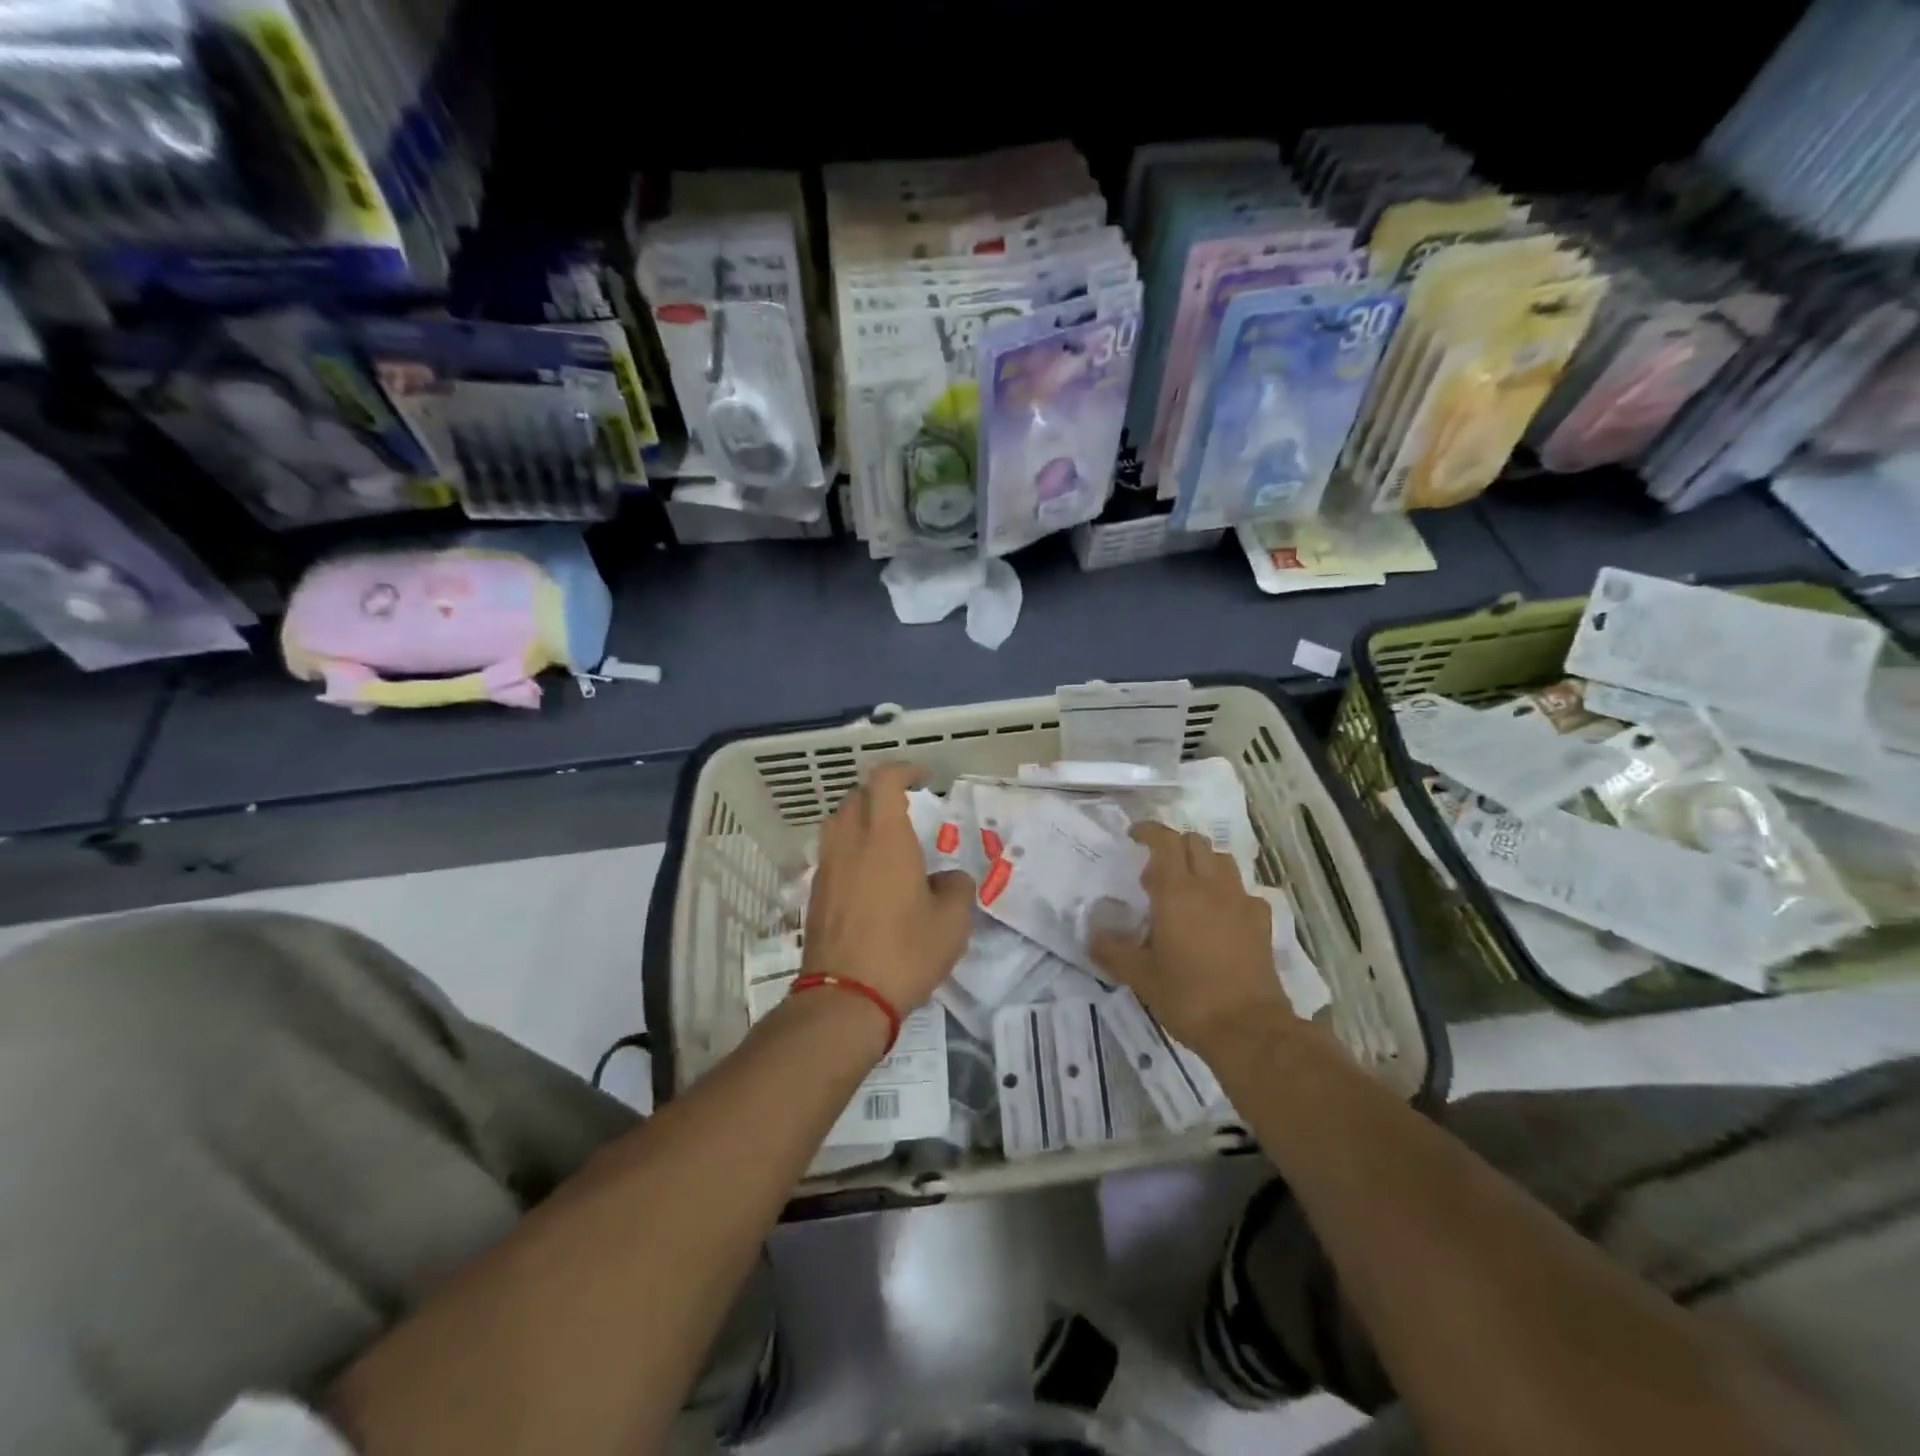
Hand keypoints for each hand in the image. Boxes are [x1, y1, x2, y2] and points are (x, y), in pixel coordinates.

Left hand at [803, 763, 973, 1019]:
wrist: (846, 998)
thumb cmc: (905, 952)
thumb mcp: (952, 922)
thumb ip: (957, 888)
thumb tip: (948, 879)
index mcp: (885, 838)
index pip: (884, 780)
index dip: (904, 770)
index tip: (924, 779)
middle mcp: (850, 843)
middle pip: (856, 797)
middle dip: (881, 794)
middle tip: (906, 810)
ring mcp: (827, 868)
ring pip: (837, 823)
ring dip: (860, 819)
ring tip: (885, 841)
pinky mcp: (816, 894)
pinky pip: (831, 854)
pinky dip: (849, 849)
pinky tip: (869, 878)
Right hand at [1090, 822, 1289, 1051]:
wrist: (1247, 1028)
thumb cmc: (1187, 996)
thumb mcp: (1140, 976)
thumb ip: (1113, 950)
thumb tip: (1092, 935)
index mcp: (1177, 892)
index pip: (1165, 841)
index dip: (1148, 831)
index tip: (1133, 836)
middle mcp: (1211, 887)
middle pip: (1195, 843)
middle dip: (1174, 847)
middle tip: (1155, 875)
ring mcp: (1241, 903)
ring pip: (1222, 861)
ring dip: (1202, 864)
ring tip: (1187, 889)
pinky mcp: (1261, 923)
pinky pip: (1243, 892)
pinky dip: (1228, 893)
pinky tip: (1220, 916)